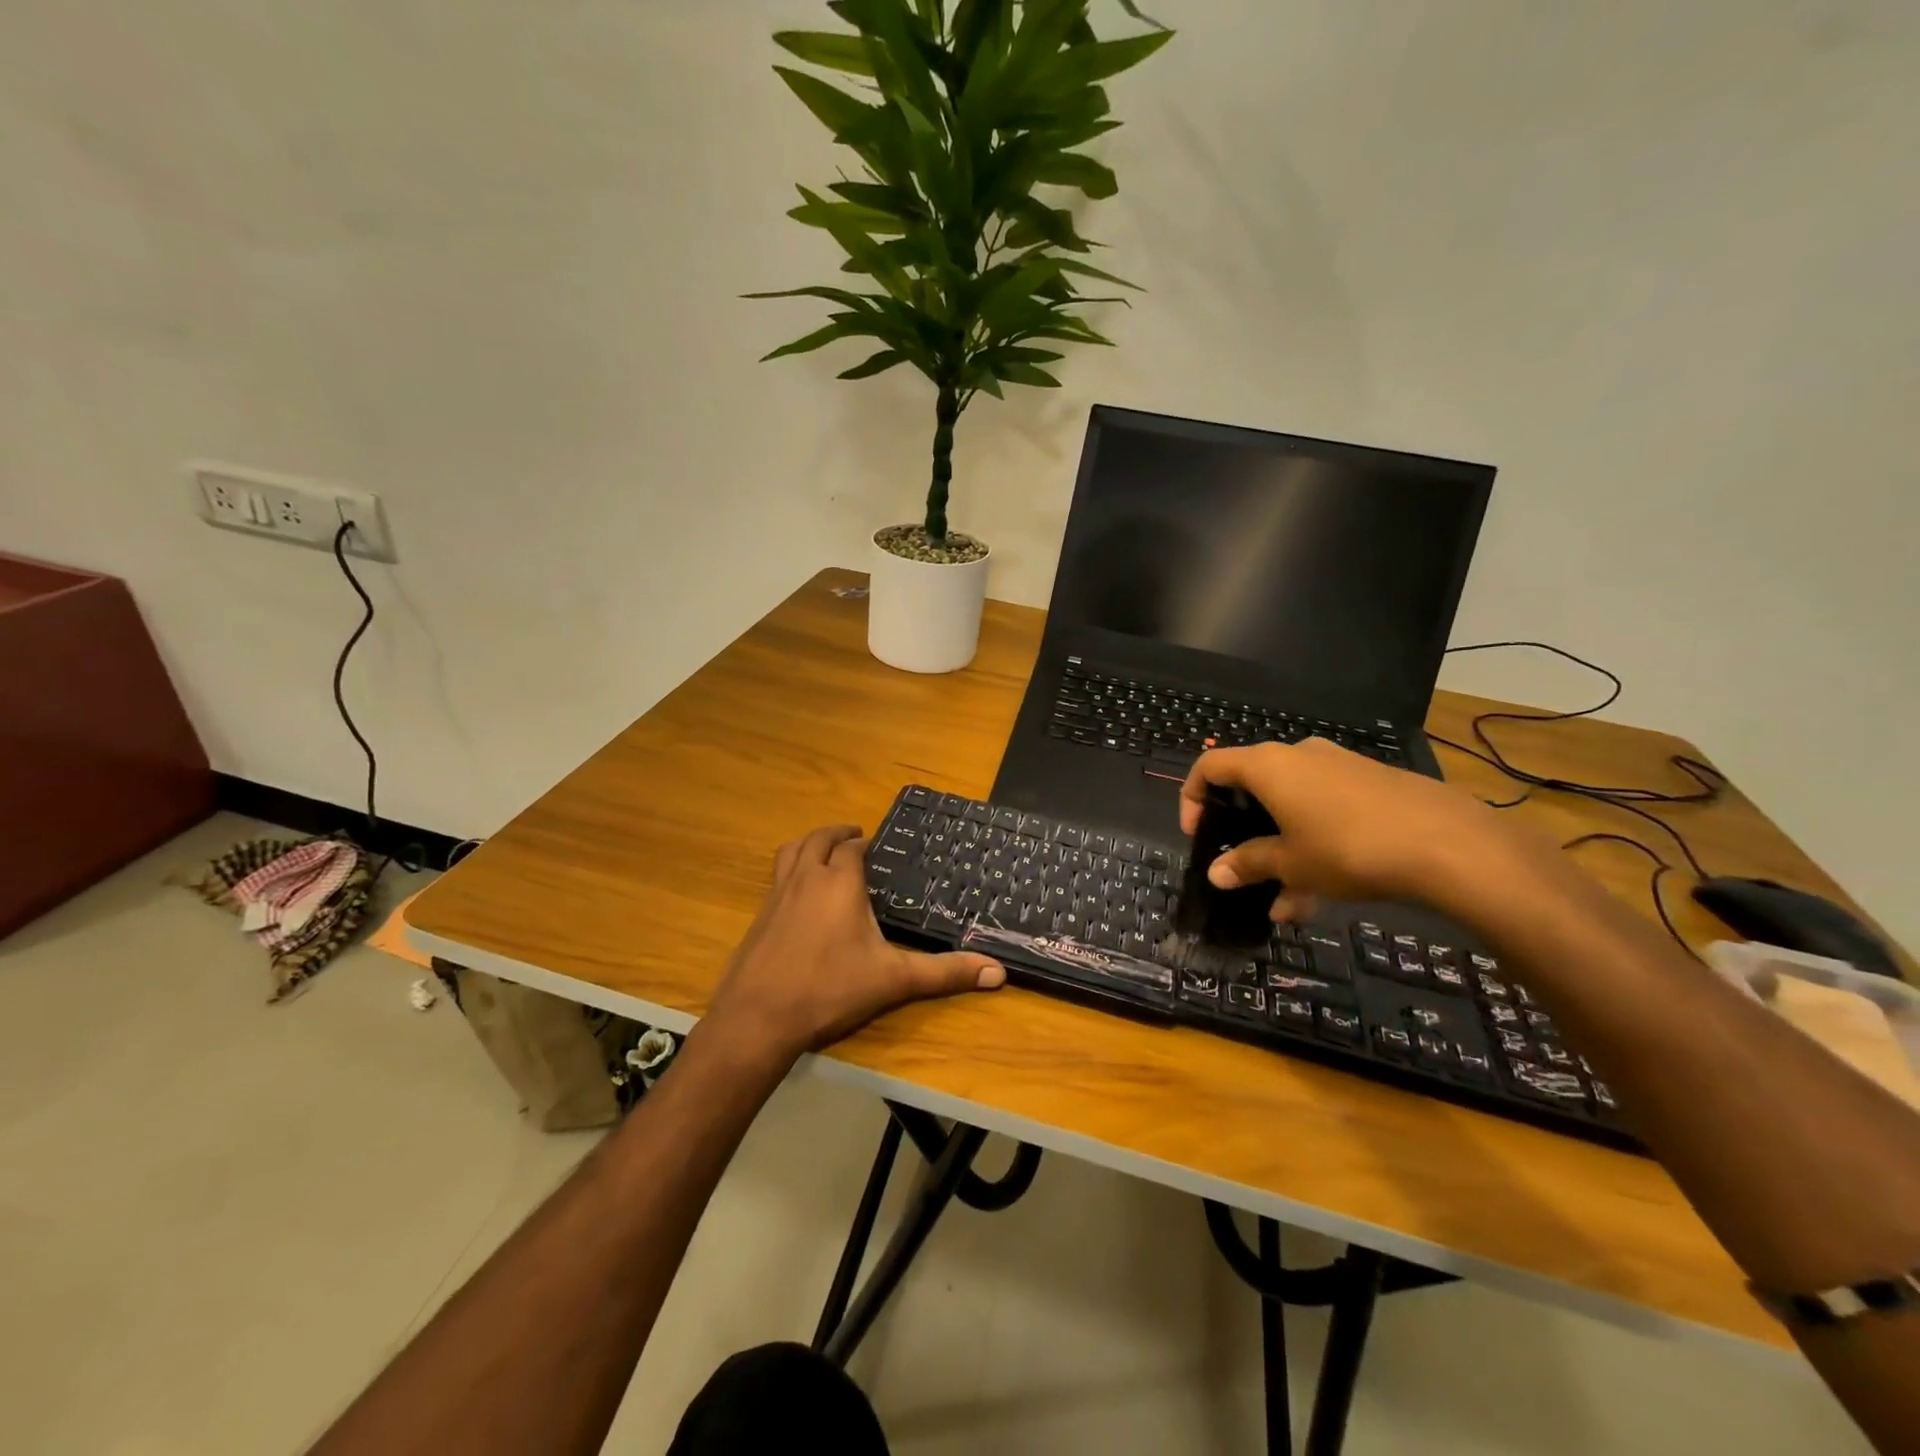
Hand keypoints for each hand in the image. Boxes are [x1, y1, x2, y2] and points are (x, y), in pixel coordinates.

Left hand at [703, 824, 1004, 1066]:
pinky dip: (790, 870)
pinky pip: (776, 877)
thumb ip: (944, 973)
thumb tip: (998, 972)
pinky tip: (800, 896)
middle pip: (819, 840)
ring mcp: (777, 895)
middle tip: (855, 838)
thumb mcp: (893, 980)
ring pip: (791, 852)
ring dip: (809, 845)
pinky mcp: (759, 916)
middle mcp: (806, 878)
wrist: (758, 1017)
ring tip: (824, 852)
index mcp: (840, 882)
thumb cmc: (830, 989)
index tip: (880, 848)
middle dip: (837, 834)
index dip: (866, 844)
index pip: (853, 848)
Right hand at [1178, 738, 1523, 917]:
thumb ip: (1248, 864)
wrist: (1449, 843)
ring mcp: (1339, 768)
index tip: (1198, 836)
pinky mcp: (1372, 784)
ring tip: (1287, 903)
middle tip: (1243, 869)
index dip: (1193, 798)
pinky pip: (1326, 810)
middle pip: (1254, 787)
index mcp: (1268, 766)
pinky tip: (1324, 893)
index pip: (1211, 766)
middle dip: (1244, 833)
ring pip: (1293, 806)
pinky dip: (1315, 844)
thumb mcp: (1291, 863)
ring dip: (1283, 850)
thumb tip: (1216, 873)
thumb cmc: (1348, 847)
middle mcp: (1299, 756)